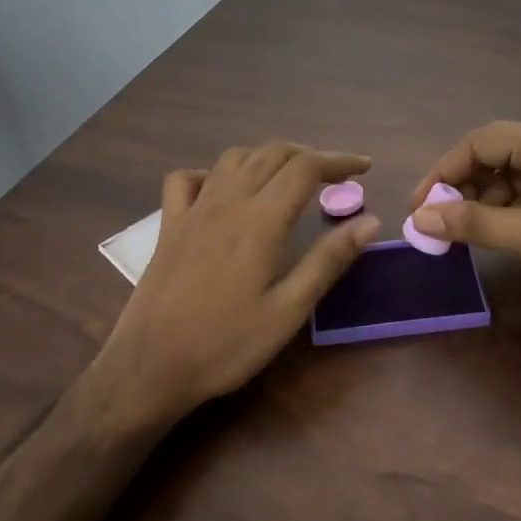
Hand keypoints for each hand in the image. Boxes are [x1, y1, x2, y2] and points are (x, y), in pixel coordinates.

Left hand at [91, 142, 380, 430]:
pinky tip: (225, 192)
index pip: (305, 168)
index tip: (364, 168)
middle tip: (334, 178)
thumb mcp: (288, 311)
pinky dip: (213, 173)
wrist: (149, 368)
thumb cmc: (226, 345)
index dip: (339, 161)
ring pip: (234, 158)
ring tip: (289, 179)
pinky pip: (187, 178)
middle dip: (309, 156)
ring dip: (268, 157)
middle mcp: (227, 202)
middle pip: (272, 153)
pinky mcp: (169, 225)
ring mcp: (193, 210)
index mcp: (260, 221)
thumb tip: (371, 221)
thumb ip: (328, 261)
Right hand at [407, 122, 520, 311]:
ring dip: (482, 200)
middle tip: (438, 222)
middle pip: (493, 154)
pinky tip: (496, 234)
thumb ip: (472, 223)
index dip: (442, 172)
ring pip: (510, 174)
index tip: (419, 207)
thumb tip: (419, 218)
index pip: (477, 142)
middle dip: (461, 186)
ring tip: (463, 233)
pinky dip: (507, 209)